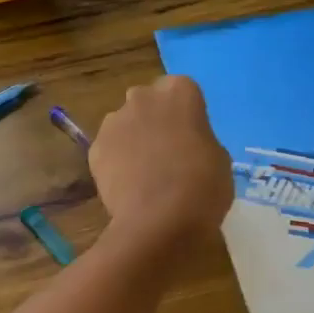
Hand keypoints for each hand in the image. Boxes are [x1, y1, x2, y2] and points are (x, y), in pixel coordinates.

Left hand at [90, 76, 233, 240]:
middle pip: (147, 102)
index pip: (181, 91)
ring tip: (144, 173)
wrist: (159, 221)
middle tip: (166, 151)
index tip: (190, 136)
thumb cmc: (202, 186)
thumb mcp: (219, 159)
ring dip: (132, 140)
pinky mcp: (94, 149)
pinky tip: (127, 186)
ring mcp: (113, 122)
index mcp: (179, 92)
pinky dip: (115, 163)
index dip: (185, 114)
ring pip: (124, 124)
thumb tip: (187, 145)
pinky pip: (108, 150)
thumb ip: (200, 140)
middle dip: (154, 120)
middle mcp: (142, 97)